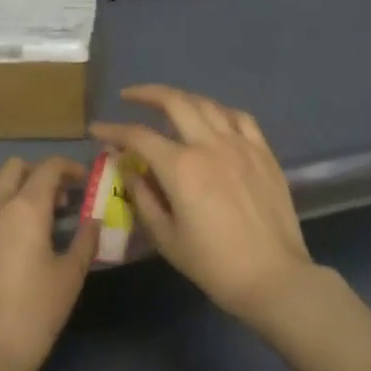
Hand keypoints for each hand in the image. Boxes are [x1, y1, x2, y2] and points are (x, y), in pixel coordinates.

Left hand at [0, 156, 92, 370]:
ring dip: (5, 185)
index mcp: (27, 208)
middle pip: (14, 167)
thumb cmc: (34, 316)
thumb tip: (93, 217)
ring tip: (16, 210)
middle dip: (37, 175)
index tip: (80, 182)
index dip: (68, 168)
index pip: (49, 167)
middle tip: (52, 201)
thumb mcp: (70, 277)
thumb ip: (85, 239)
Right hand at [91, 85, 315, 324]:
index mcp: (181, 167)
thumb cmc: (213, 264)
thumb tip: (128, 169)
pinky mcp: (263, 152)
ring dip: (182, 98)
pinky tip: (213, 118)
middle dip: (147, 94)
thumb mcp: (167, 237)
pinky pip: (240, 118)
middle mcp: (210, 144)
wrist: (273, 276)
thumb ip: (143, 198)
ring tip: (167, 104)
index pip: (138, 136)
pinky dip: (219, 111)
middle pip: (174, 102)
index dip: (113, 130)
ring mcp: (240, 144)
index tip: (97, 129)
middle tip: (129, 97)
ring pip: (207, 104)